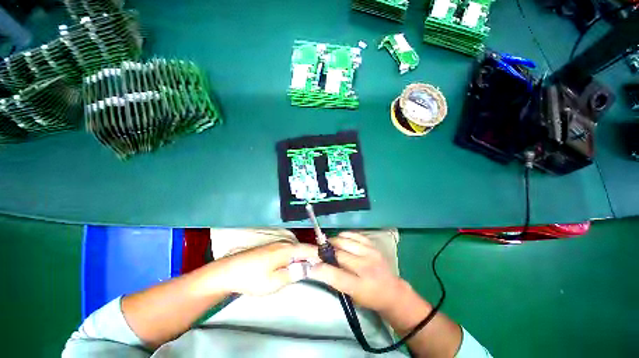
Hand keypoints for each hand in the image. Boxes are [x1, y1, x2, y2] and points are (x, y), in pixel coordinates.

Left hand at [213, 241, 318, 295]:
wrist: (228, 272)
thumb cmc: (252, 278)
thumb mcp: (274, 282)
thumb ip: (294, 274)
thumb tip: (309, 268)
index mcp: (287, 249)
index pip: (308, 249)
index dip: (319, 254)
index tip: (329, 260)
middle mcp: (284, 243)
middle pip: (303, 248)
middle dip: (313, 257)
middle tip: (322, 267)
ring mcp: (277, 245)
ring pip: (296, 250)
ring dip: (304, 257)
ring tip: (312, 267)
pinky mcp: (271, 249)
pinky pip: (289, 251)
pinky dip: (296, 257)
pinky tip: (295, 265)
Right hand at [309, 232, 407, 313]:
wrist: (392, 291)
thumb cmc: (369, 297)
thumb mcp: (352, 297)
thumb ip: (335, 281)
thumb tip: (318, 267)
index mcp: (360, 287)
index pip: (336, 276)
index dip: (321, 269)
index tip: (310, 265)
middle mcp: (366, 268)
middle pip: (339, 254)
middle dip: (325, 251)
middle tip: (318, 251)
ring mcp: (370, 253)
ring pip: (344, 241)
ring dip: (333, 242)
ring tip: (329, 245)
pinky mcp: (373, 245)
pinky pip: (354, 234)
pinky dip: (344, 236)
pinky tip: (341, 240)